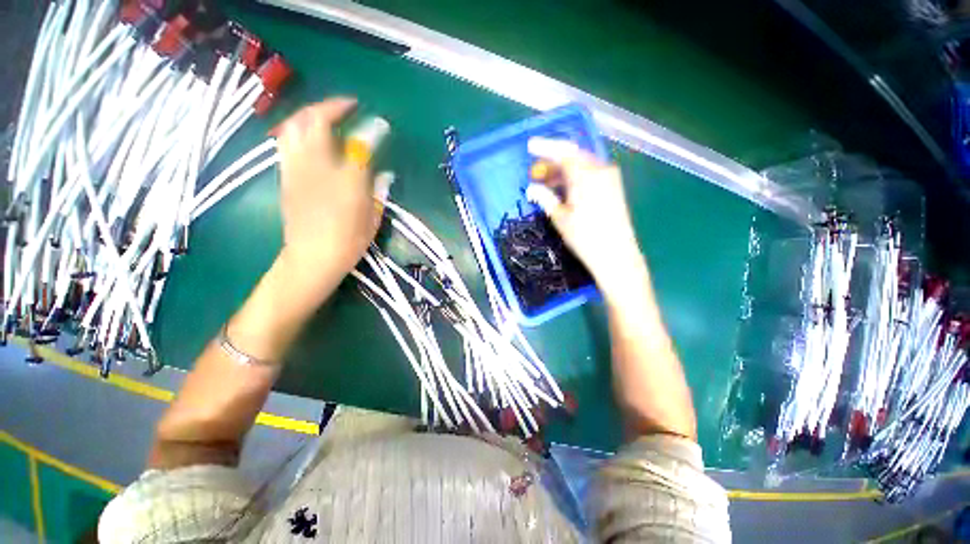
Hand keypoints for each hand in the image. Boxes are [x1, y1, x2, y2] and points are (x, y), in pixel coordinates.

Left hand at [272, 98, 377, 298]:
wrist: (312, 257)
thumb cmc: (349, 240)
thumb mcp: (373, 216)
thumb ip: (378, 190)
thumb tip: (384, 173)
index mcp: (347, 179)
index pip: (360, 142)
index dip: (371, 129)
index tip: (380, 123)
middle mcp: (318, 166)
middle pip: (315, 120)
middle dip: (331, 106)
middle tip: (346, 108)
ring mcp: (296, 168)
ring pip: (293, 125)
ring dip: (310, 114)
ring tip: (325, 117)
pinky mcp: (285, 176)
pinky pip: (286, 142)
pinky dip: (298, 130)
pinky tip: (310, 138)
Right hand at [526, 137, 644, 297]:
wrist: (616, 255)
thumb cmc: (585, 237)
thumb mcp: (560, 218)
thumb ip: (545, 198)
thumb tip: (532, 188)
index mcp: (586, 174)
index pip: (563, 153)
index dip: (545, 148)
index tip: (530, 146)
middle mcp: (601, 169)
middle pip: (574, 156)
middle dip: (553, 161)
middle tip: (535, 171)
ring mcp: (610, 178)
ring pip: (582, 165)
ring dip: (563, 170)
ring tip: (546, 181)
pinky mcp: (614, 187)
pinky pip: (591, 174)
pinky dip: (575, 177)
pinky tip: (563, 187)